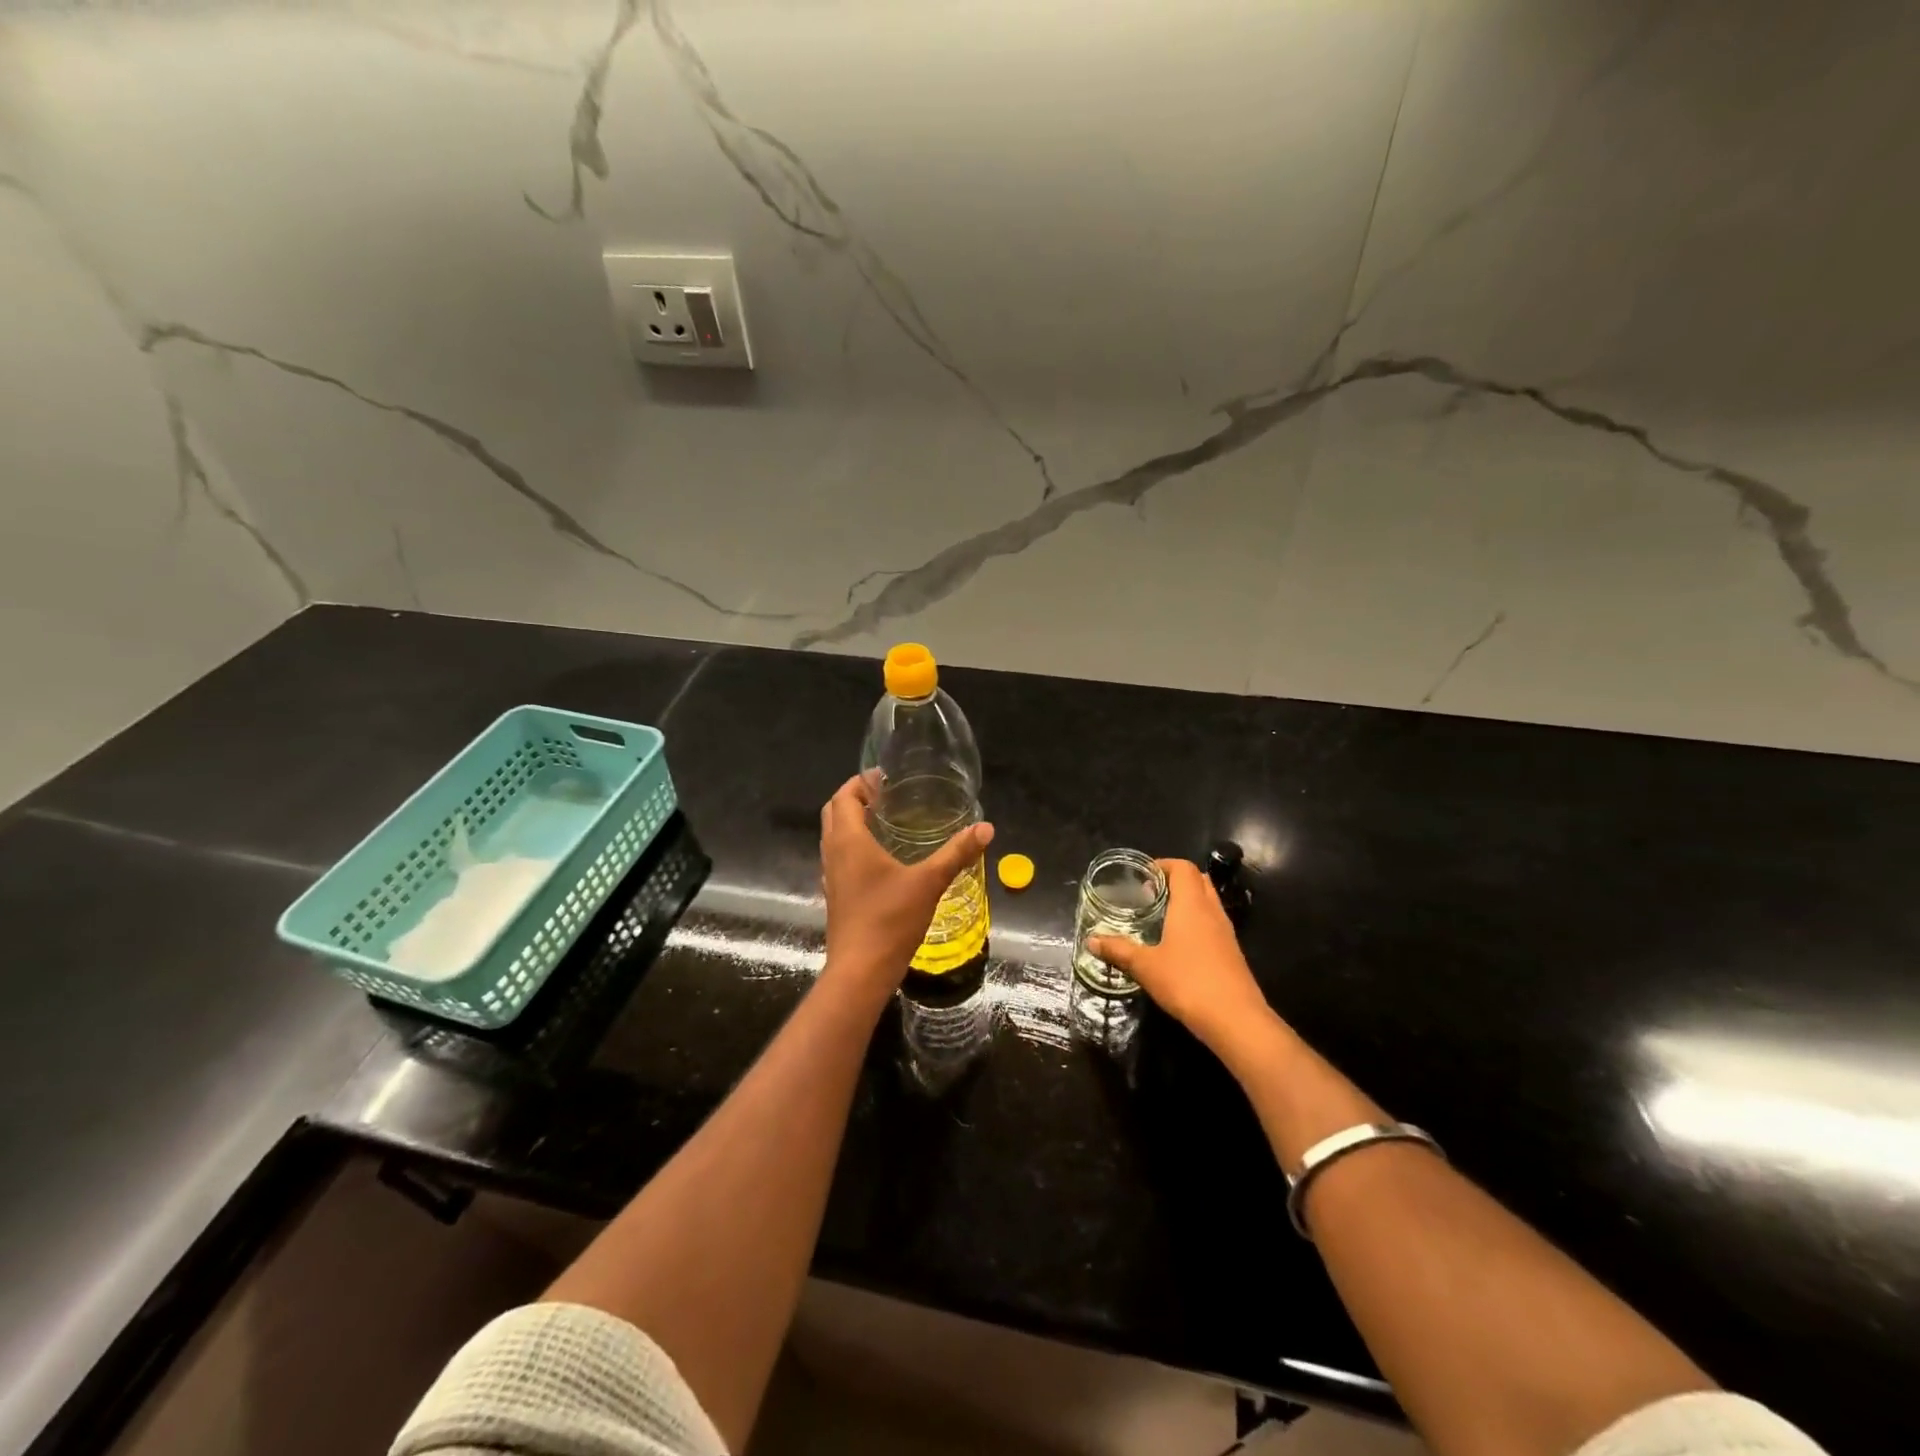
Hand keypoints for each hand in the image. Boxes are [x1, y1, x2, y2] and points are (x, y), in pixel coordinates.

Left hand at [819, 775, 993, 994]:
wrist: (860, 971)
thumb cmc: (890, 919)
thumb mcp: (929, 882)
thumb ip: (957, 853)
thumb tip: (986, 827)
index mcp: (849, 840)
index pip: (843, 796)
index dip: (861, 782)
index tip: (885, 778)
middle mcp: (833, 853)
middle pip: (834, 812)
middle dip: (854, 798)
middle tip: (885, 796)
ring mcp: (831, 876)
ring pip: (833, 836)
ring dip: (851, 822)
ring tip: (883, 821)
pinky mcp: (835, 895)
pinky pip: (838, 858)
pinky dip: (852, 846)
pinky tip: (878, 859)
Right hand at [1089, 859, 1278, 1063]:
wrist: (1235, 1019)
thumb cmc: (1187, 982)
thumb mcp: (1145, 966)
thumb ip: (1118, 950)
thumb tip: (1091, 940)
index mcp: (1191, 905)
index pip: (1183, 868)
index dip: (1163, 865)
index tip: (1142, 876)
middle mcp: (1211, 911)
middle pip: (1198, 880)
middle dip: (1175, 880)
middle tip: (1150, 894)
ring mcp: (1226, 932)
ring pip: (1207, 902)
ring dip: (1187, 901)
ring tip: (1161, 917)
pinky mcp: (1232, 953)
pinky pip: (1213, 923)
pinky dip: (1196, 922)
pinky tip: (1178, 944)